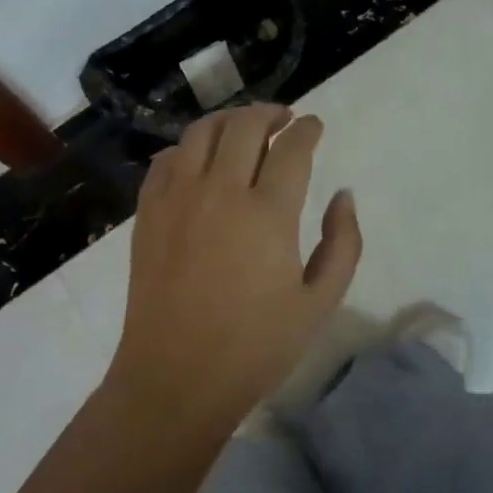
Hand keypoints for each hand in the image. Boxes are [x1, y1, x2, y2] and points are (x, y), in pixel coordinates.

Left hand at [106, 104, 362, 436]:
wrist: (175, 379)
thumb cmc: (255, 347)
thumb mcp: (318, 304)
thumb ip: (342, 244)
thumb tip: (344, 195)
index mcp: (268, 213)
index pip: (292, 147)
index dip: (307, 129)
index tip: (314, 125)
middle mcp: (221, 191)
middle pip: (246, 125)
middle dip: (270, 113)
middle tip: (283, 118)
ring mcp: (178, 197)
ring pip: (203, 131)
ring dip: (229, 121)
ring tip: (244, 128)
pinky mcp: (148, 210)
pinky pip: (167, 159)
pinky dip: (188, 148)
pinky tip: (200, 160)